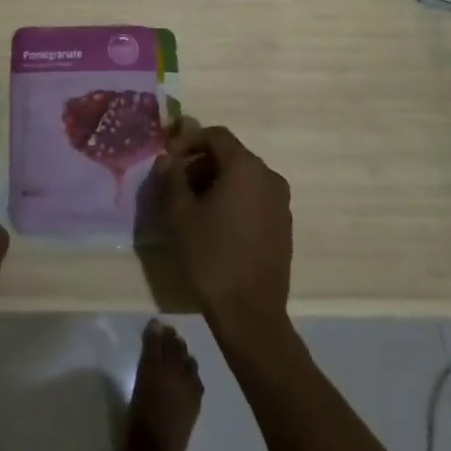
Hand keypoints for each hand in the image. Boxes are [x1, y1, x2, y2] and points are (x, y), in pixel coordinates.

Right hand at [151, 122, 292, 340]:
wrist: (250, 314)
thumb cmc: (211, 257)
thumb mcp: (180, 215)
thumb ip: (171, 178)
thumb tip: (166, 159)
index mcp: (246, 167)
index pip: (216, 136)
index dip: (188, 141)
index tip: (168, 160)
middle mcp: (269, 177)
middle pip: (230, 155)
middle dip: (200, 163)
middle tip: (175, 184)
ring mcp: (280, 203)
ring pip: (243, 177)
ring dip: (215, 181)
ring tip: (191, 206)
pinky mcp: (283, 226)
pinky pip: (254, 198)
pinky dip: (233, 199)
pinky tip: (214, 224)